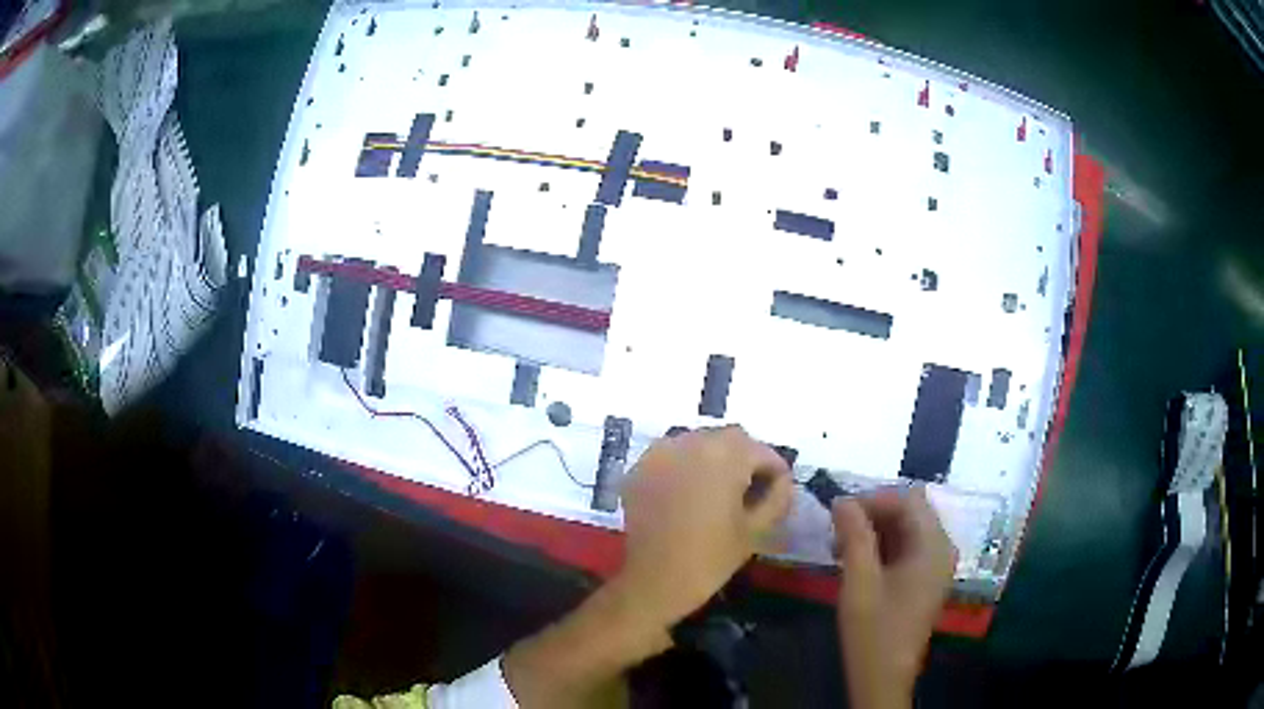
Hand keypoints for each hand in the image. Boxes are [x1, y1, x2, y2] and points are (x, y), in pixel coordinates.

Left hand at [503, 426, 791, 707]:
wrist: (655, 582)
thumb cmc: (711, 558)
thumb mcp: (757, 530)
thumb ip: (778, 497)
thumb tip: (782, 480)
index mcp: (726, 454)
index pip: (763, 452)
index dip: (775, 473)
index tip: (777, 495)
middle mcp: (691, 441)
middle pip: (731, 441)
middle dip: (745, 461)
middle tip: (749, 494)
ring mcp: (661, 451)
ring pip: (699, 444)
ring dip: (714, 460)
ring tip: (718, 493)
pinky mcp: (640, 467)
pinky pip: (672, 456)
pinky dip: (685, 467)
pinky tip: (688, 495)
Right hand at [832, 487, 956, 708]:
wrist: (883, 676)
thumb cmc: (873, 630)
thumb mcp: (859, 581)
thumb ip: (854, 536)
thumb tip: (843, 499)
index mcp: (933, 546)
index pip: (908, 500)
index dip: (874, 499)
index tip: (838, 512)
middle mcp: (941, 549)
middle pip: (910, 512)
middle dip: (873, 514)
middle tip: (837, 530)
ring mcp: (935, 565)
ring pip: (907, 529)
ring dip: (875, 531)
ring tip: (840, 547)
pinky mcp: (925, 580)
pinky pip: (906, 548)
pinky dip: (882, 547)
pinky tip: (856, 561)